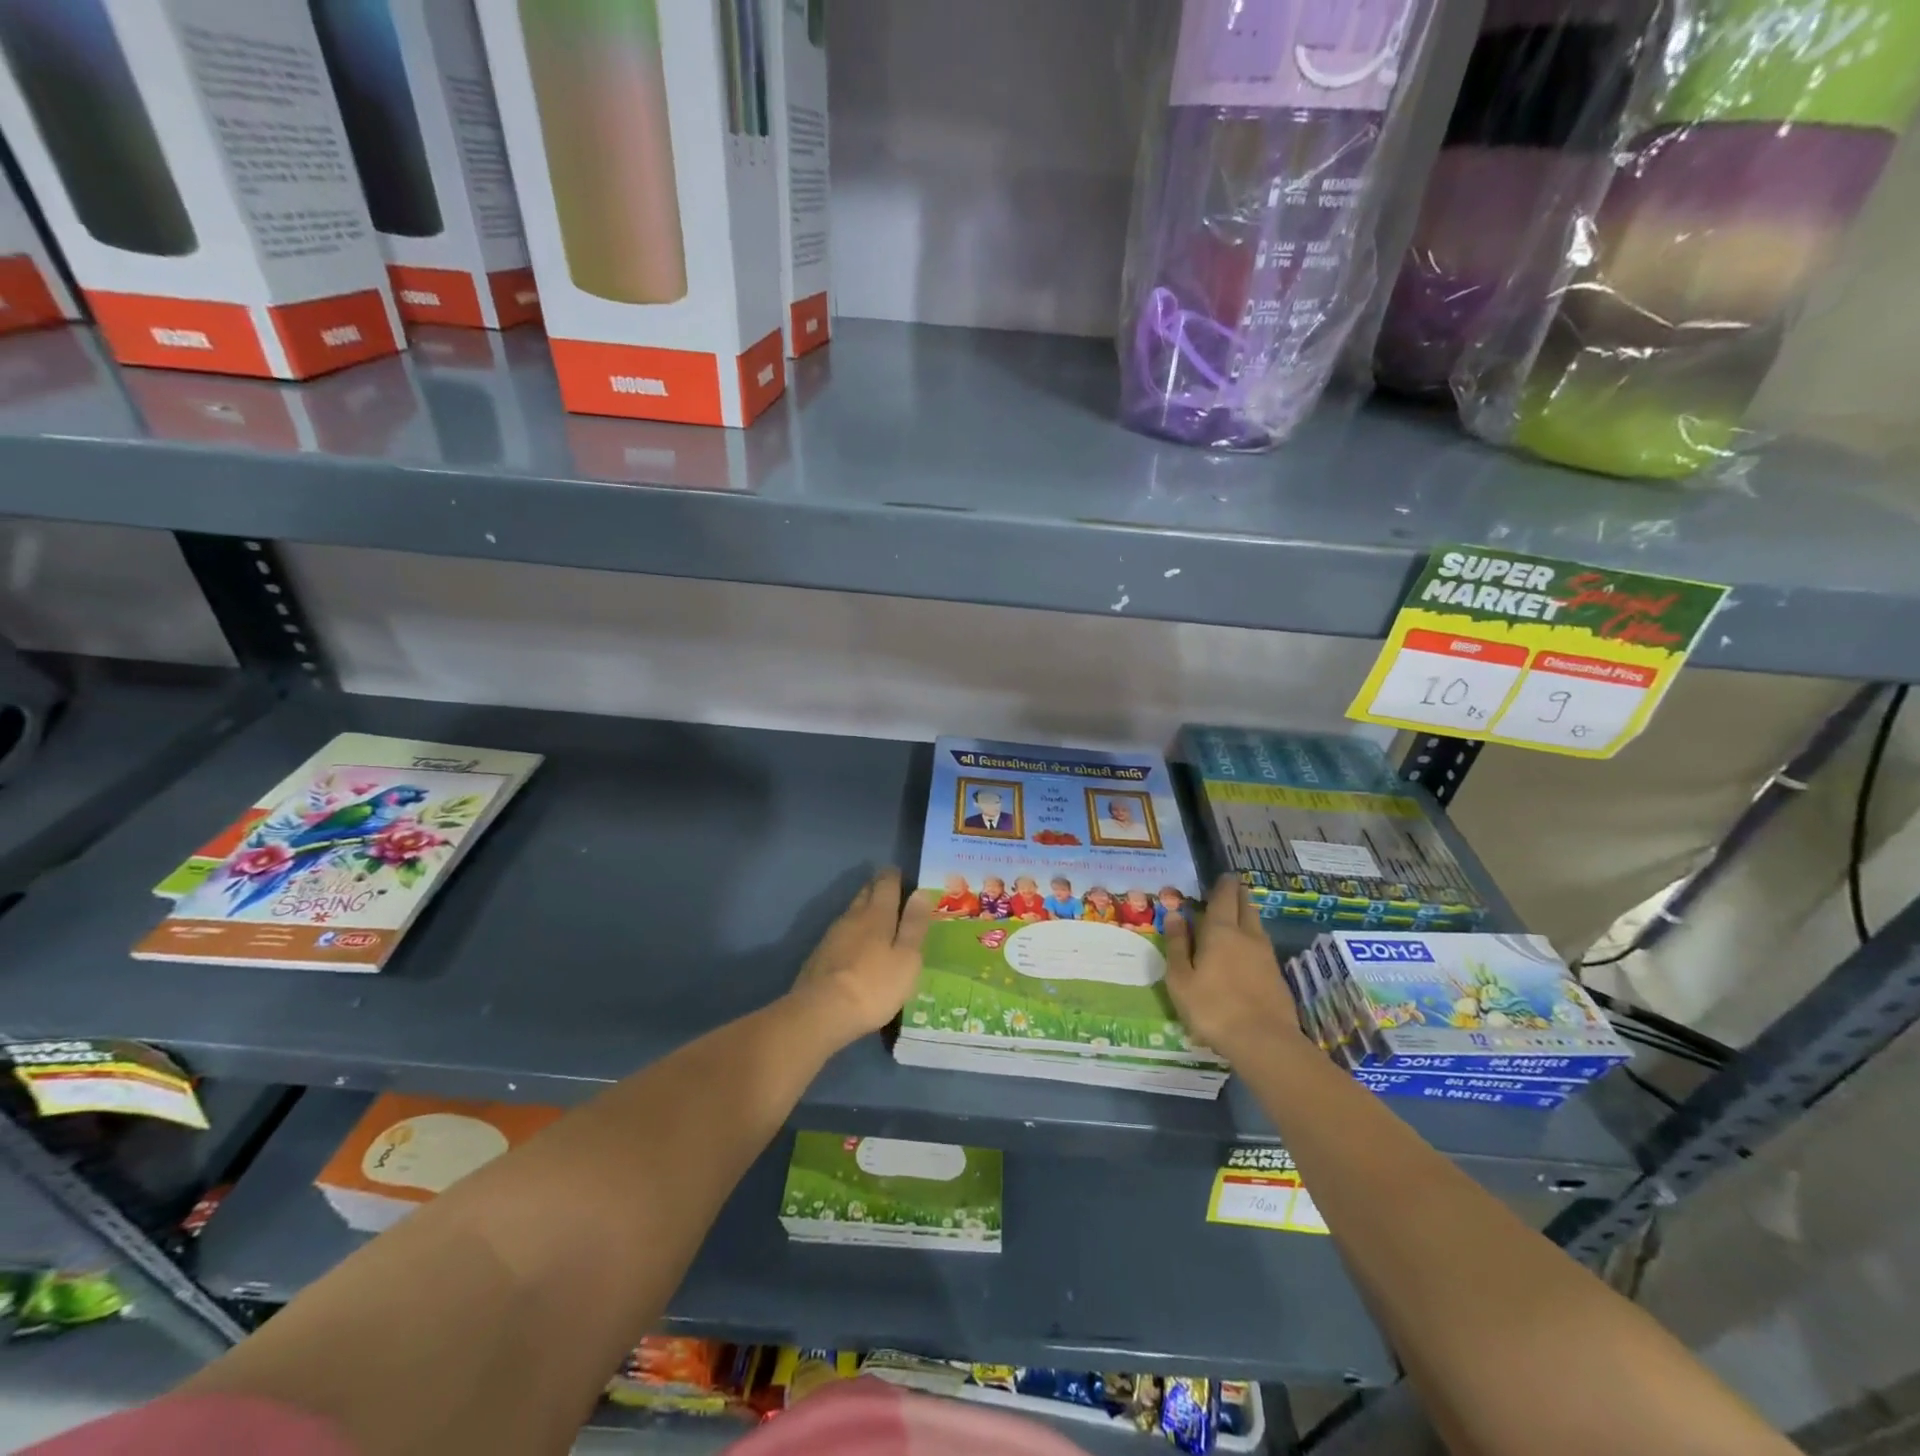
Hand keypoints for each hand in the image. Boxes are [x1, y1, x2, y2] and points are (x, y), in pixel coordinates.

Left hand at [789, 868, 931, 1046]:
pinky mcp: (819, 955)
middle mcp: (852, 917)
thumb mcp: (906, 958)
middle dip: (876, 888)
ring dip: (863, 909)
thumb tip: (921, 892)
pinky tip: (854, 944)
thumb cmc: (874, 986)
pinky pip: (840, 932)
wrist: (821, 1013)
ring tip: (874, 915)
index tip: (899, 873)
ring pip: (851, 912)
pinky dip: (851, 931)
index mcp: (877, 915)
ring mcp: (832, 936)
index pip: (886, 884)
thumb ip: (914, 925)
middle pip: (865, 894)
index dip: (893, 876)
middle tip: (888, 888)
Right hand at [1164, 873, 1309, 1067]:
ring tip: (1239, 915)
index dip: (1223, 885)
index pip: (1224, 898)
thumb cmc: (1212, 1007)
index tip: (1223, 876)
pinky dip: (1254, 939)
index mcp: (1220, 931)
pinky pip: (1263, 946)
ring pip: (1257, 925)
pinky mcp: (1277, 976)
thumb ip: (1178, 944)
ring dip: (1248, 915)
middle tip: (1232, 889)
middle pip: (1246, 907)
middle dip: (1239, 895)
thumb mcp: (1181, 978)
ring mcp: (1266, 956)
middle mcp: (1246, 936)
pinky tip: (1248, 950)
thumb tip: (1174, 914)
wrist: (1264, 1041)